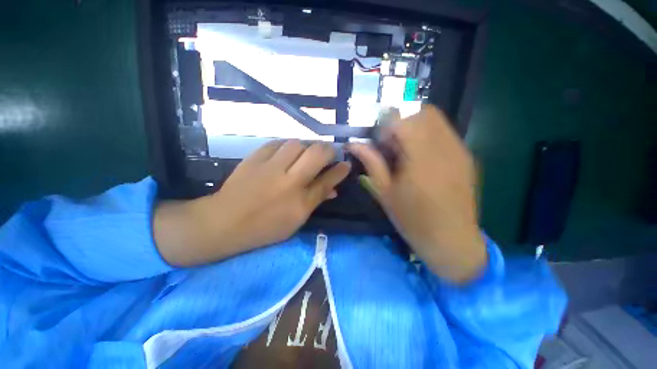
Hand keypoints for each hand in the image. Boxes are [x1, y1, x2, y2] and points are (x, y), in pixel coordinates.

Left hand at [154, 140, 350, 266]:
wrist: (224, 222)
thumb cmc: (264, 228)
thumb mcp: (296, 221)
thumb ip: (316, 201)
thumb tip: (334, 189)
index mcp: (300, 203)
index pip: (328, 180)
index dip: (341, 170)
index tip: (346, 164)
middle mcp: (289, 182)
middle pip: (316, 154)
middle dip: (328, 150)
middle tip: (327, 154)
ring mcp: (270, 168)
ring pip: (297, 143)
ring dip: (306, 147)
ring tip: (305, 154)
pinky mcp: (254, 159)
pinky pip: (277, 143)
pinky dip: (286, 146)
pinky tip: (286, 152)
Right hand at [349, 105, 486, 283]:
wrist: (452, 241)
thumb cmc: (412, 220)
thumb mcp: (385, 192)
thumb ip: (371, 163)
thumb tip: (353, 144)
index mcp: (421, 158)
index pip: (404, 119)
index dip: (387, 124)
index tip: (379, 140)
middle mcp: (444, 147)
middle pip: (423, 112)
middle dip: (403, 120)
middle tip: (392, 143)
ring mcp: (460, 150)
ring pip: (436, 119)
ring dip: (416, 126)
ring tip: (406, 150)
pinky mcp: (466, 157)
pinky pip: (445, 133)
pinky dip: (429, 135)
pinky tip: (422, 158)